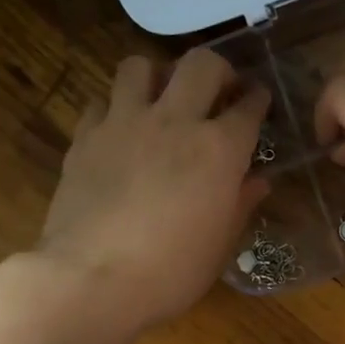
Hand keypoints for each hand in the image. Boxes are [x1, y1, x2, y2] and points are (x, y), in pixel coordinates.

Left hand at [38, 48, 269, 330]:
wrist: (91, 279)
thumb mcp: (219, 246)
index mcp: (219, 149)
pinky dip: (114, 108)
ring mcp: (124, 123)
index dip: (258, 99)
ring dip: (157, 75)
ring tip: (161, 99)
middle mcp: (174, 121)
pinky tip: (118, 131)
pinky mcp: (85, 137)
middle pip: (201, 63)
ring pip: (141, 65)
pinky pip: (101, 102)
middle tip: (218, 90)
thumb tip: (257, 182)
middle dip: (217, 70)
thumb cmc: (170, 273)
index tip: (259, 100)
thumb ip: (240, 205)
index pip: (248, 106)